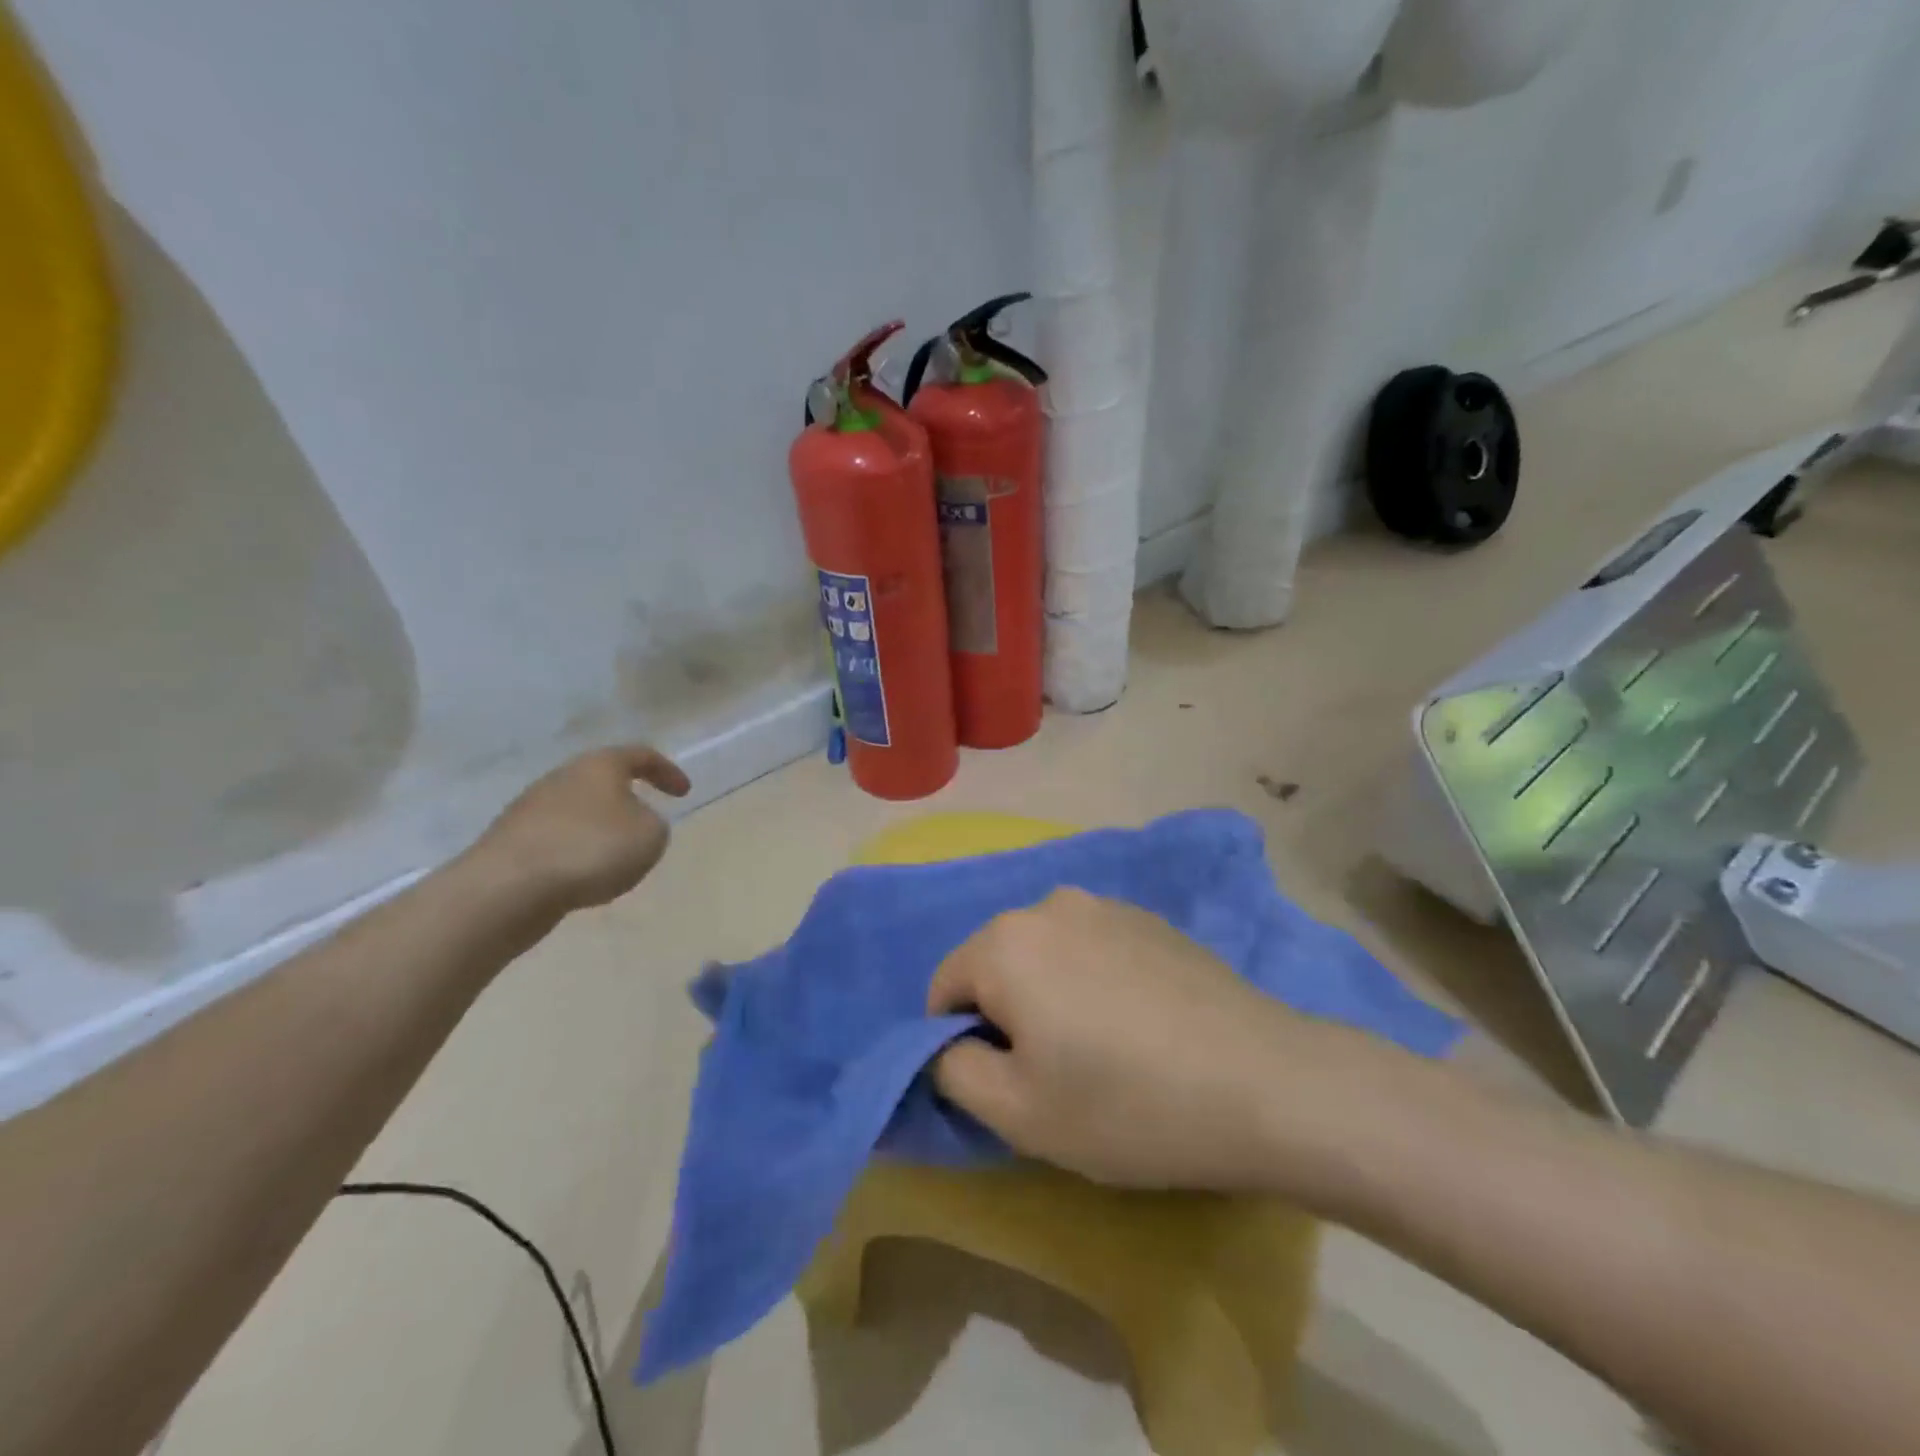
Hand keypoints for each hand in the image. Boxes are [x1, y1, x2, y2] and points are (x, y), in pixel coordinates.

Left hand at [465, 744, 689, 915]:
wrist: (507, 889)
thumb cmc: (591, 850)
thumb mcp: (651, 836)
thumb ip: (654, 824)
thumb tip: (634, 823)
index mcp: (599, 765)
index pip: (640, 755)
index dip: (667, 772)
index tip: (684, 793)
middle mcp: (562, 778)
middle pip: (603, 781)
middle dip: (628, 800)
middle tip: (648, 824)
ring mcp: (530, 809)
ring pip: (578, 812)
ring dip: (600, 830)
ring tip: (617, 860)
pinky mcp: (511, 842)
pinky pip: (557, 840)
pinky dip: (577, 853)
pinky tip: (584, 878)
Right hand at [929, 887, 1327, 1191]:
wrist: (1262, 1082)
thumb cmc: (1125, 1104)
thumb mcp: (1017, 1114)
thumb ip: (953, 1072)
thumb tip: (949, 1045)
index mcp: (1005, 941)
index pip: (945, 988)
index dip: (959, 1042)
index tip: (1005, 1085)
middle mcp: (1049, 905)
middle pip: (996, 963)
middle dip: (1006, 1014)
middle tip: (1052, 1073)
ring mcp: (1106, 905)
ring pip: (1046, 954)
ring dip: (1051, 995)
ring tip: (1100, 1049)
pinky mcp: (1150, 918)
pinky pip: (1092, 948)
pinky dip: (1093, 981)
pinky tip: (1139, 1025)